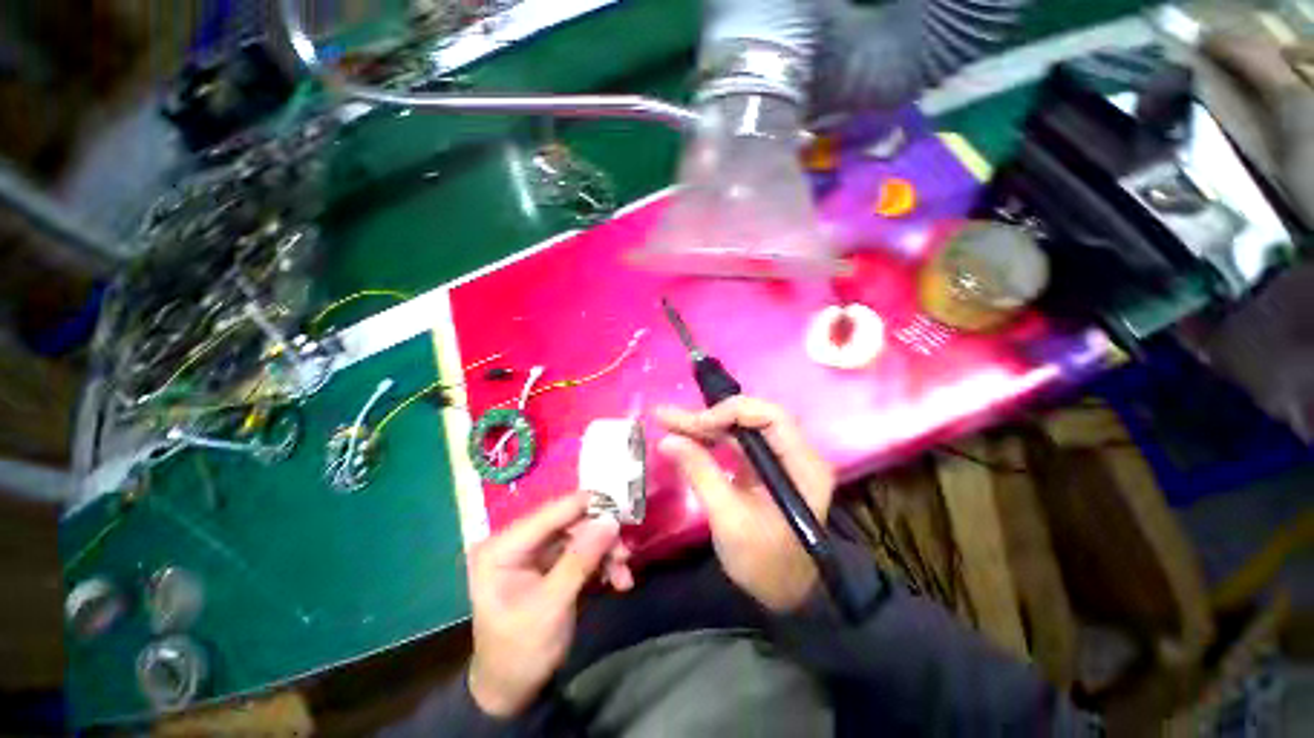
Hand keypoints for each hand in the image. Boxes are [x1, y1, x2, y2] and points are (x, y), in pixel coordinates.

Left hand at [466, 492, 630, 716]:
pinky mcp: (551, 563)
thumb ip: (579, 561)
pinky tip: (617, 580)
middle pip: (569, 522)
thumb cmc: (521, 653)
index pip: (550, 513)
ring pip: (581, 535)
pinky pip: (583, 551)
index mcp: (502, 547)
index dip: (586, 506)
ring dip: (605, 552)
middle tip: (625, 553)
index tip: (620, 509)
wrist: (512, 692)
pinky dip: (602, 563)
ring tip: (624, 575)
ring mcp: (535, 552)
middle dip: (600, 537)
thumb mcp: (550, 609)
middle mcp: (518, 541)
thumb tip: (610, 521)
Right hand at [656, 397, 834, 613]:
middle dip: (707, 417)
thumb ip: (700, 474)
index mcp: (803, 465)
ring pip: (739, 428)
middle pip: (751, 418)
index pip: (770, 417)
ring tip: (667, 421)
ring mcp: (779, 458)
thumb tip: (667, 440)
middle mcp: (796, 453)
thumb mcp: (730, 520)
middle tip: (667, 417)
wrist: (783, 595)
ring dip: (704, 425)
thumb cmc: (764, 565)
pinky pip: (736, 442)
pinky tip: (685, 438)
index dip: (730, 413)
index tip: (694, 425)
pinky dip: (709, 439)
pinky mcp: (764, 466)